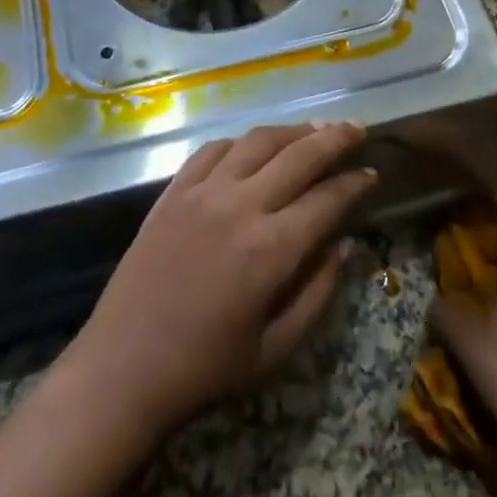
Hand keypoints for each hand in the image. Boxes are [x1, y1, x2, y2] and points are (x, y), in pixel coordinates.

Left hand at [67, 122, 376, 437]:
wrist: (125, 365)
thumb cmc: (206, 368)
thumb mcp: (276, 349)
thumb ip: (317, 293)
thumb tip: (345, 246)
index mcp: (271, 249)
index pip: (327, 200)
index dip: (354, 184)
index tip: (372, 175)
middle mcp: (241, 205)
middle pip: (298, 155)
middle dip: (335, 139)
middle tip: (357, 129)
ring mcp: (203, 192)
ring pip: (257, 141)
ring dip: (291, 131)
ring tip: (314, 128)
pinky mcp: (174, 190)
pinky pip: (213, 150)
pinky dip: (241, 141)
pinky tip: (253, 145)